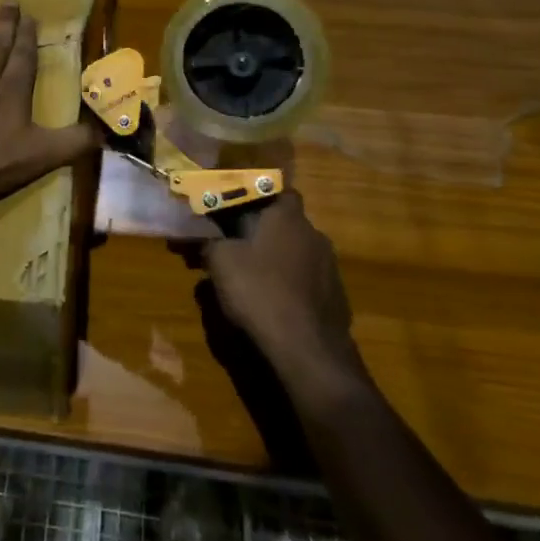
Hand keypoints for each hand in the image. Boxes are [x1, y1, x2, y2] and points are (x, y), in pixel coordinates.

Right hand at [203, 193, 360, 384]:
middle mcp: (314, 234)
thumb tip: (203, 237)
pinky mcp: (336, 296)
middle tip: (235, 246)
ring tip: (250, 279)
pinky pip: (307, 281)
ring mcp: (330, 267)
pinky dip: (290, 286)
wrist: (307, 349)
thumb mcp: (220, 261)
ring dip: (276, 260)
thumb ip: (210, 242)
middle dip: (262, 232)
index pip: (280, 191)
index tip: (237, 208)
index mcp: (287, 217)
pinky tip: (272, 304)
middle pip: (286, 224)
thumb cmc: (259, 291)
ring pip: (297, 253)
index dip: (259, 197)